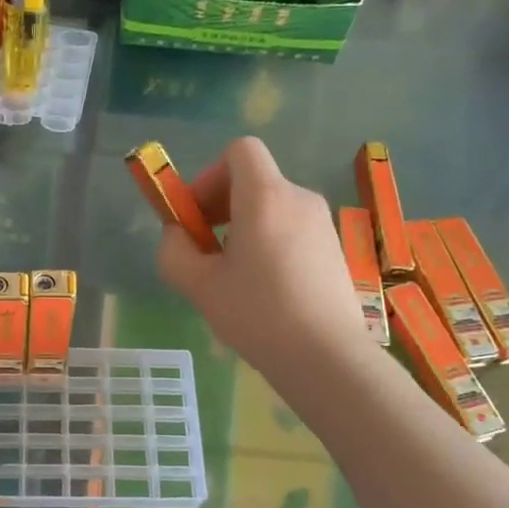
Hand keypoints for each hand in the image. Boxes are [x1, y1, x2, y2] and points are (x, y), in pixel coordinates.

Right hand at [156, 137, 368, 372]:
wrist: (325, 356)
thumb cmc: (257, 313)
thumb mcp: (198, 285)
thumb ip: (174, 250)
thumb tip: (177, 235)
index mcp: (265, 196)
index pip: (240, 150)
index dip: (210, 175)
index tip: (198, 216)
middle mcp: (299, 198)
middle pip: (254, 180)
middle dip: (222, 205)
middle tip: (206, 250)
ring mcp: (322, 223)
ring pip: (272, 207)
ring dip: (244, 228)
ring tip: (233, 276)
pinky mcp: (334, 249)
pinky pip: (291, 229)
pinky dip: (270, 243)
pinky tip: (264, 289)